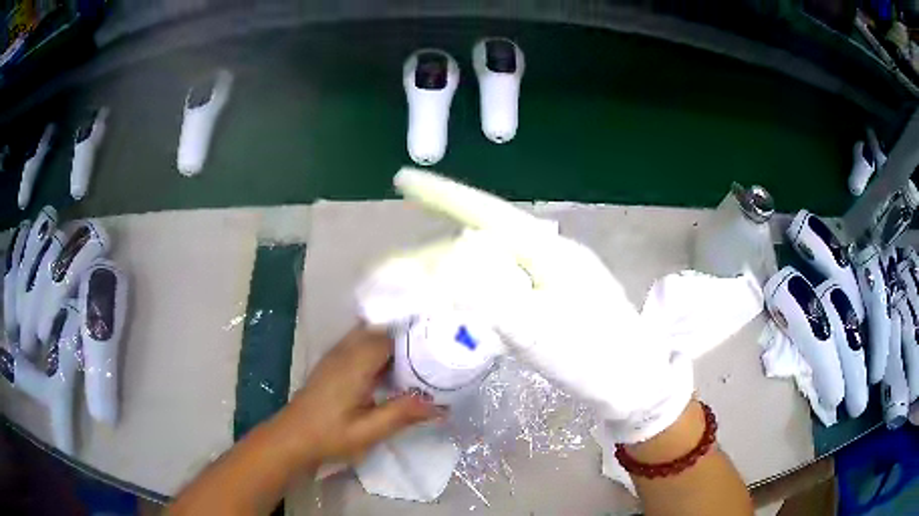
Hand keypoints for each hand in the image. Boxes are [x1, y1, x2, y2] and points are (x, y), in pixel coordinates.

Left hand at [276, 326, 442, 468]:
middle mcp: (344, 352)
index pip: (389, 336)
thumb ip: (402, 414)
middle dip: (407, 334)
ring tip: (422, 354)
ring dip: (393, 341)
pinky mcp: (333, 363)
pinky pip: (360, 344)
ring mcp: (336, 355)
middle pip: (379, 329)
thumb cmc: (328, 436)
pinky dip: (380, 348)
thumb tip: (440, 406)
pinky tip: (395, 367)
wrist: (292, 438)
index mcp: (354, 364)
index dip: (415, 336)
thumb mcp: (368, 431)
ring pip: (369, 334)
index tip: (441, 342)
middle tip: (436, 346)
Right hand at [380, 168, 693, 443]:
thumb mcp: (540, 332)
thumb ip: (490, 297)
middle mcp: (550, 254)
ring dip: (452, 271)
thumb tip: (443, 262)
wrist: (634, 383)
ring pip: (492, 261)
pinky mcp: (555, 297)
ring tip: (416, 285)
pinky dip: (474, 288)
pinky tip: (460, 297)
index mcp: (549, 252)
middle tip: (394, 270)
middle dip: (434, 251)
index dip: (442, 196)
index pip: (486, 213)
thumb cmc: (594, 358)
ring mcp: (554, 276)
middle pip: (482, 240)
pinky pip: (505, 282)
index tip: (404, 180)